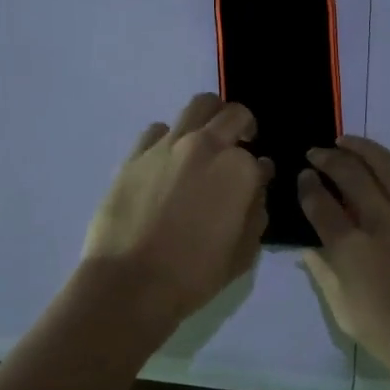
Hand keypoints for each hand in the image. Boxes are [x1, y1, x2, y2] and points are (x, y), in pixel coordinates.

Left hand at [82, 94, 272, 338]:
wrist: (130, 283)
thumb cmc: (194, 275)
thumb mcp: (243, 253)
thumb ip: (257, 210)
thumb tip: (258, 181)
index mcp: (238, 169)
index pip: (258, 158)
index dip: (259, 171)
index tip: (255, 183)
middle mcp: (205, 146)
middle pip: (232, 114)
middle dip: (241, 125)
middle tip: (239, 143)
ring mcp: (167, 146)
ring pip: (197, 106)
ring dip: (209, 117)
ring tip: (205, 140)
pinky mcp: (135, 154)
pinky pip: (158, 129)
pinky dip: (170, 137)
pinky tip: (167, 160)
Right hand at [298, 136, 389, 389]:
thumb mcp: (348, 317)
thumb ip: (326, 275)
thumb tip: (311, 249)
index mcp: (352, 250)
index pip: (320, 203)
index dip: (308, 185)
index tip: (304, 176)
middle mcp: (383, 222)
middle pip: (349, 174)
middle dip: (328, 158)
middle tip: (317, 152)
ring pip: (386, 166)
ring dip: (361, 149)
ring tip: (346, 142)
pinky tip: (387, 168)